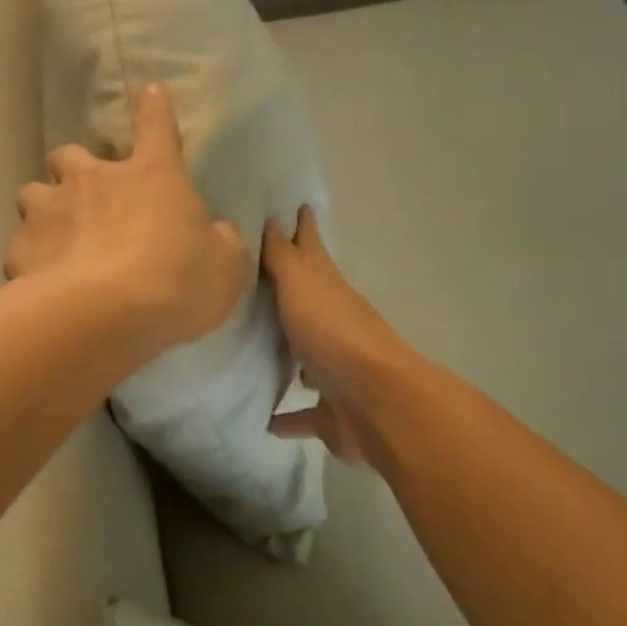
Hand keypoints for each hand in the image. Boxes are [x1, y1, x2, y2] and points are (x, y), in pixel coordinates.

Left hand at [6, 84, 251, 355]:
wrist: (108, 315)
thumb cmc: (178, 283)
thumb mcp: (225, 267)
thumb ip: (221, 244)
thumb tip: (217, 233)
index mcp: (152, 176)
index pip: (157, 127)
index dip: (155, 109)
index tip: (152, 92)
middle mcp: (94, 180)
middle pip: (70, 155)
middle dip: (74, 169)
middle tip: (85, 196)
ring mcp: (50, 210)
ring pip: (32, 192)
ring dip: (44, 208)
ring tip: (53, 235)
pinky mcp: (21, 248)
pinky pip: (21, 246)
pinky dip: (30, 258)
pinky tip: (40, 280)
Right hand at [262, 206, 408, 466]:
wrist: (374, 401)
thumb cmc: (333, 332)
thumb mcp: (301, 284)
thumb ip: (283, 255)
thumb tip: (274, 218)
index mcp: (328, 290)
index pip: (312, 249)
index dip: (304, 228)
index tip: (297, 205)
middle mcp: (334, 326)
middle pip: (308, 303)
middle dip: (289, 293)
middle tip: (255, 282)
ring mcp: (336, 370)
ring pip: (306, 359)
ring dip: (287, 356)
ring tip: (251, 352)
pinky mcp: (331, 412)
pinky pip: (302, 414)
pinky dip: (286, 417)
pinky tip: (263, 419)